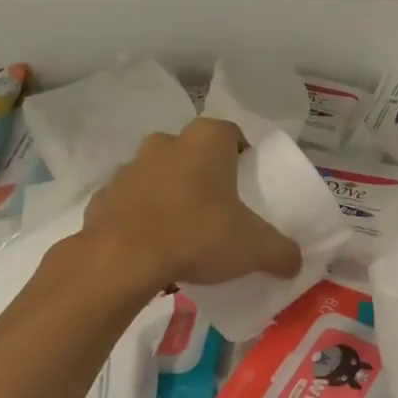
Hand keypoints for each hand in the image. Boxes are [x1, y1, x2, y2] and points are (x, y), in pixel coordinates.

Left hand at [73, 118, 301, 299]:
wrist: (119, 261)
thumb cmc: (197, 235)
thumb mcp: (254, 248)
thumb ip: (281, 252)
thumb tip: (295, 263)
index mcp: (206, 141)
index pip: (231, 134)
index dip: (242, 155)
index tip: (248, 183)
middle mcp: (166, 143)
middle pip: (193, 151)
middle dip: (205, 173)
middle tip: (219, 206)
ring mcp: (129, 168)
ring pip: (159, 173)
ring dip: (171, 192)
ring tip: (185, 229)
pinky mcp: (101, 198)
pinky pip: (130, 202)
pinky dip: (141, 216)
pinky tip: (153, 245)